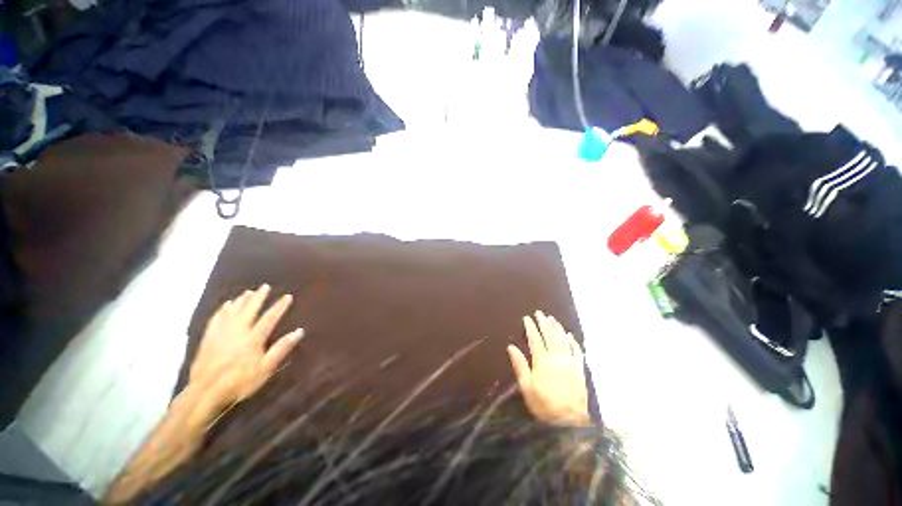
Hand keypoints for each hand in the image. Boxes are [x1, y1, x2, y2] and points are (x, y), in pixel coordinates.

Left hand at [189, 284, 302, 408]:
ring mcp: (221, 334)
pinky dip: (222, 311)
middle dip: (258, 298)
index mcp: (253, 338)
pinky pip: (216, 319)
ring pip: (232, 312)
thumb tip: (299, 331)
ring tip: (247, 292)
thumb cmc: (240, 381)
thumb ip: (281, 348)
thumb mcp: (266, 368)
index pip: (270, 318)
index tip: (287, 296)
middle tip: (264, 286)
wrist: (205, 393)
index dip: (279, 306)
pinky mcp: (208, 339)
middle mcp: (238, 331)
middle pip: (250, 310)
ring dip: (241, 301)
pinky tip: (225, 306)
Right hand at [507, 311, 590, 426]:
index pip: (535, 339)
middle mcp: (557, 358)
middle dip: (544, 322)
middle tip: (539, 312)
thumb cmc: (544, 405)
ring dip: (557, 327)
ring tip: (552, 318)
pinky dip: (573, 341)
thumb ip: (520, 366)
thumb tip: (511, 347)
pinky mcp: (580, 369)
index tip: (527, 318)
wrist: (570, 421)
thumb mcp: (526, 388)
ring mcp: (570, 362)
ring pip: (563, 340)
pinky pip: (576, 350)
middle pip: (550, 335)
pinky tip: (569, 335)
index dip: (531, 327)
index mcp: (542, 362)